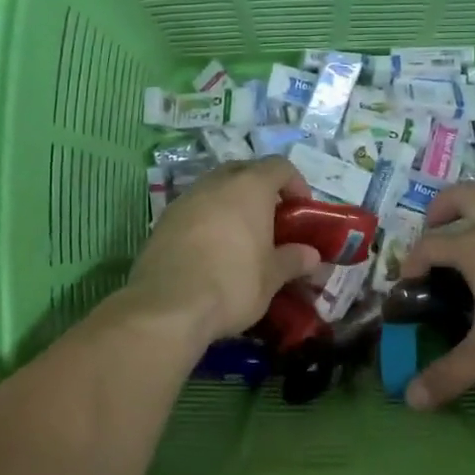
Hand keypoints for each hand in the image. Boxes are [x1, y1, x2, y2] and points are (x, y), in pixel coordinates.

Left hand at [128, 157, 321, 341]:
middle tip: (272, 221)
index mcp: (249, 187)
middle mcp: (215, 183)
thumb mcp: (272, 276)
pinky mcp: (162, 221)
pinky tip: (212, 251)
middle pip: (244, 171)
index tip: (301, 211)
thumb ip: (293, 260)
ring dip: (231, 205)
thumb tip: (311, 255)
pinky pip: (194, 210)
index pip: (279, 166)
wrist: (168, 307)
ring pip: (215, 189)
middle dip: (261, 190)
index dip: (295, 184)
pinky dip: (207, 221)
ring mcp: (185, 199)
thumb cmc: (233, 283)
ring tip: (241, 238)